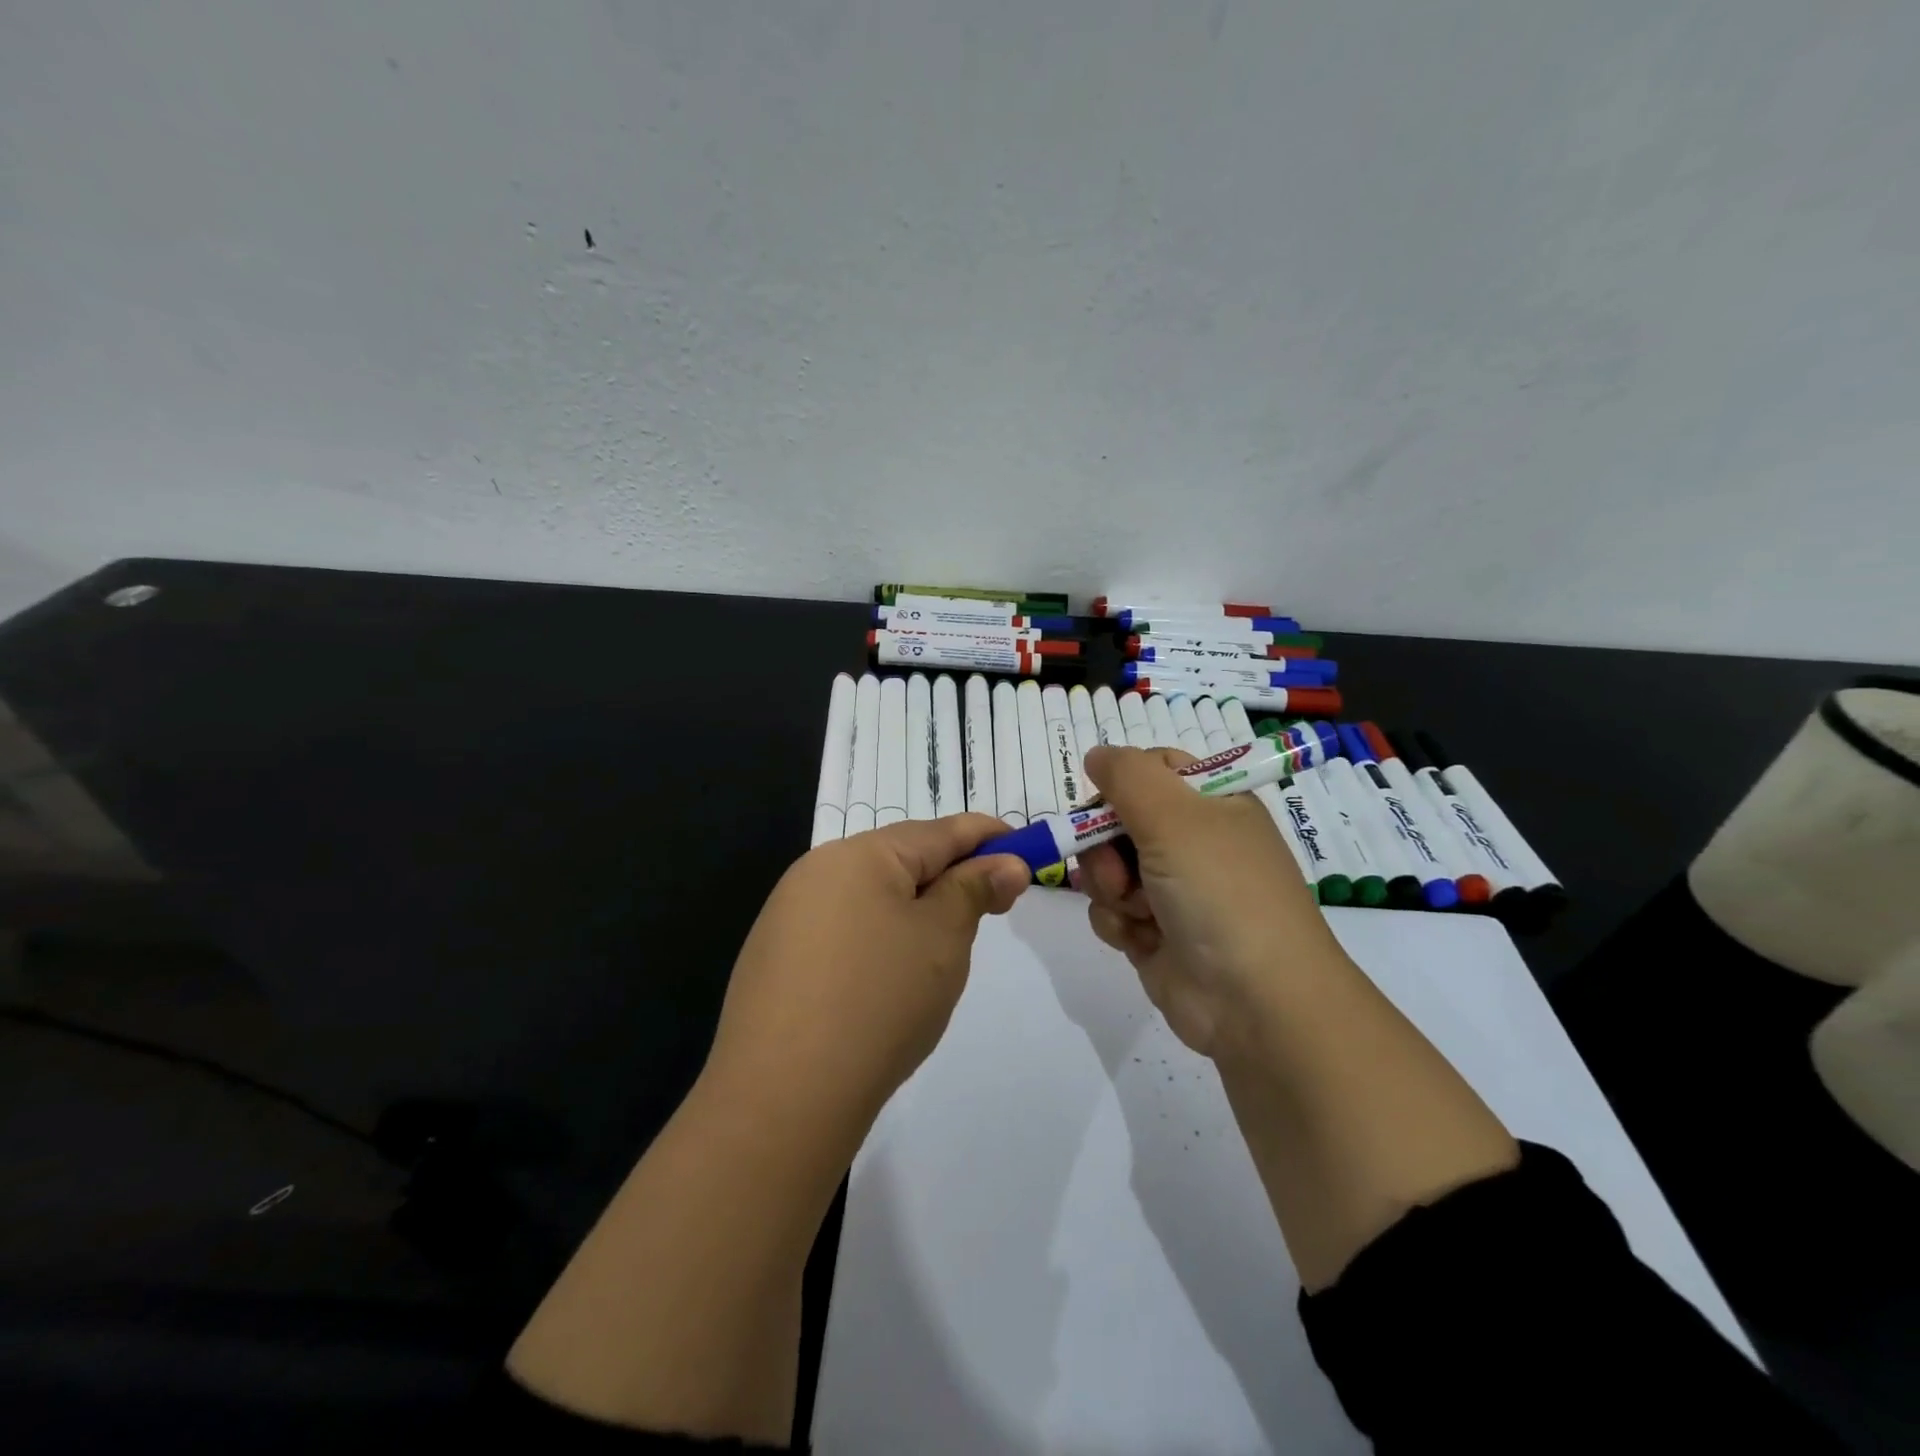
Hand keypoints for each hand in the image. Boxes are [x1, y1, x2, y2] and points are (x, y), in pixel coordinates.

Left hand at [702, 815, 1030, 1139]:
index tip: (1025, 851)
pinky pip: (843, 929)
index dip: (988, 837)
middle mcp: (817, 871)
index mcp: (859, 854)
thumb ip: (974, 890)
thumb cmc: (879, 1000)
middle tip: (994, 905)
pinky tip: (888, 978)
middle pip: (901, 859)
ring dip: (915, 909)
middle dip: (951, 876)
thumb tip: (1005, 863)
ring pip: (871, 895)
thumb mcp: (942, 938)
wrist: (782, 1096)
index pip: (939, 832)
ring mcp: (789, 915)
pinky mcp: (776, 957)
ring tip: (945, 948)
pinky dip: (878, 937)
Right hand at [1078, 745, 1343, 1058]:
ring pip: (1108, 867)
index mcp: (1213, 804)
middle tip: (1119, 869)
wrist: (1255, 1002)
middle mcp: (1193, 842)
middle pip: (1119, 819)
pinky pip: (1111, 911)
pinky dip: (1117, 923)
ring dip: (1110, 887)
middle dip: (1105, 845)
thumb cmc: (1220, 892)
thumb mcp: (1175, 816)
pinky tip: (1139, 939)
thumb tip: (1097, 755)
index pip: (1153, 769)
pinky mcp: (1155, 934)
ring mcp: (1173, 890)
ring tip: (1137, 911)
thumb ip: (1127, 775)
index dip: (1122, 783)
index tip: (1106, 804)